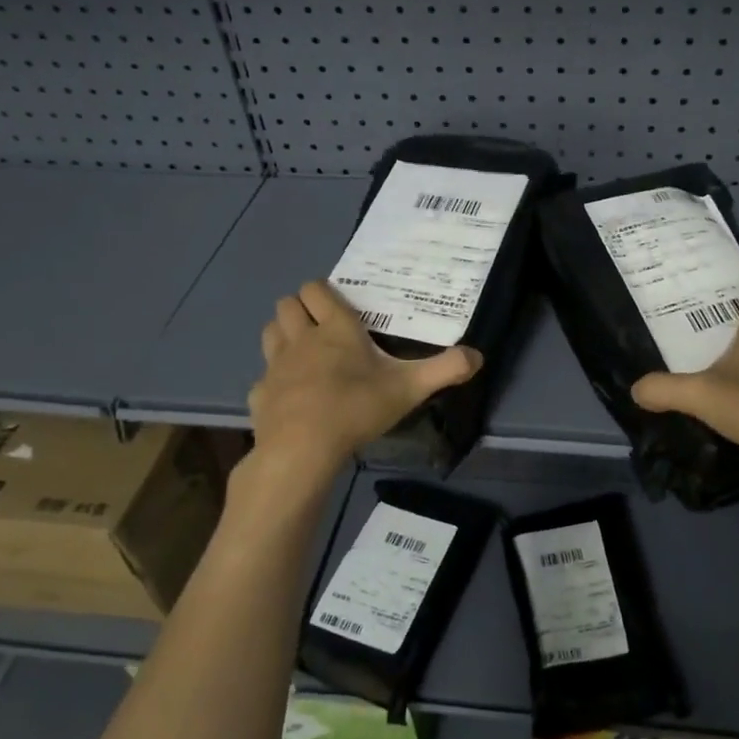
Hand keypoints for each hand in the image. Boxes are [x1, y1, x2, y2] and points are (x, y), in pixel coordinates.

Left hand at [247, 281, 482, 476]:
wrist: (302, 449)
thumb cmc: (356, 408)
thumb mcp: (409, 389)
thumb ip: (445, 370)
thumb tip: (478, 355)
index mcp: (335, 329)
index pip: (317, 289)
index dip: (324, 292)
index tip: (339, 305)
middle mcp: (301, 339)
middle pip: (287, 305)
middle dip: (300, 308)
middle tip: (322, 326)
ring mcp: (275, 366)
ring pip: (270, 333)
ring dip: (283, 335)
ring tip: (304, 353)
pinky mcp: (260, 395)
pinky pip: (263, 378)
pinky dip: (274, 382)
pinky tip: (290, 398)